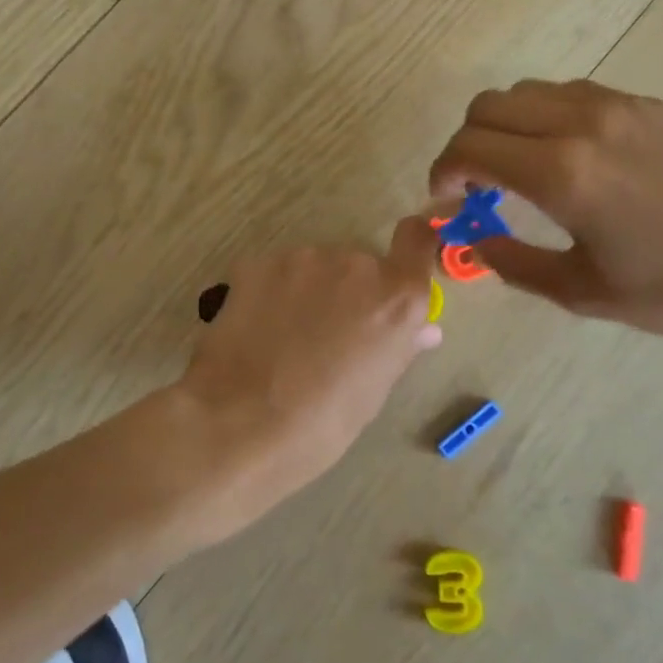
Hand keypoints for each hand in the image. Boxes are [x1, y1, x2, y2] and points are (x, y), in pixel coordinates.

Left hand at [177, 217, 442, 534]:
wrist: (239, 424)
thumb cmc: (321, 423)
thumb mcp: (372, 392)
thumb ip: (399, 347)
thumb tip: (423, 330)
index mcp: (396, 297)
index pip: (417, 238)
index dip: (411, 246)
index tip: (399, 267)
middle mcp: (356, 264)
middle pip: (361, 264)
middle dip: (350, 290)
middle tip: (328, 334)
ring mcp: (304, 259)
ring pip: (316, 267)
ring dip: (310, 290)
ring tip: (286, 337)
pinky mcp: (258, 263)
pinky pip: (277, 273)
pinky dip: (273, 293)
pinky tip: (258, 330)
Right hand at [428, 79, 662, 337]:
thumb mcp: (582, 292)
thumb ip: (513, 262)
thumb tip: (474, 240)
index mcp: (562, 174)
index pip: (470, 147)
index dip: (443, 172)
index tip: (447, 201)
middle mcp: (582, 123)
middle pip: (489, 105)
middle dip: (466, 143)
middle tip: (476, 186)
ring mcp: (618, 105)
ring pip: (528, 92)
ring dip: (505, 126)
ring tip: (518, 170)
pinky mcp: (646, 104)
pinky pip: (570, 93)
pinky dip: (544, 117)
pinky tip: (565, 156)